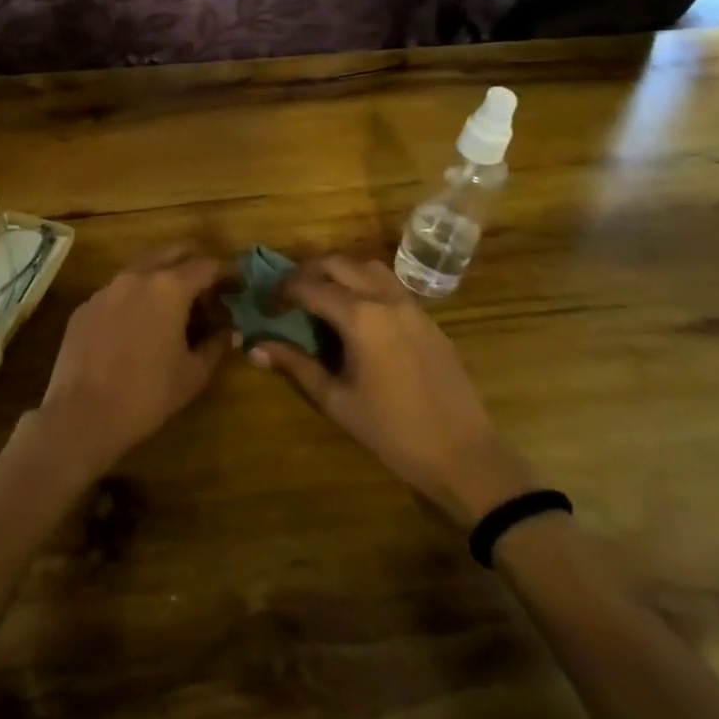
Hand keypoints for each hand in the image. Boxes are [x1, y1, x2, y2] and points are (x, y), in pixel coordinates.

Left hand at [33, 246, 226, 476]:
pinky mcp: (85, 306)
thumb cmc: (147, 395)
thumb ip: (216, 345)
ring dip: (164, 277)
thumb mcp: (193, 374)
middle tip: (209, 287)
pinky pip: (118, 291)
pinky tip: (139, 326)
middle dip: (195, 263)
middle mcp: (136, 277)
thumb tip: (230, 332)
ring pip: (142, 268)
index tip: (238, 285)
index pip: (206, 265)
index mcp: (168, 288)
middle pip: (173, 252)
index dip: (227, 272)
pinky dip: (136, 298)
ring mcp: (106, 289)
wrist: (81, 415)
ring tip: (176, 306)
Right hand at [247, 255, 534, 526]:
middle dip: (306, 273)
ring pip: (367, 266)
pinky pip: (389, 284)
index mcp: (360, 317)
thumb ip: (296, 365)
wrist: (464, 454)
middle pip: (337, 264)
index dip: (281, 292)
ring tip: (321, 296)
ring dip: (338, 272)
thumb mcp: (336, 400)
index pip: (308, 287)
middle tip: (288, 295)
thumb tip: (254, 347)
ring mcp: (411, 305)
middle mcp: (385, 299)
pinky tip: (356, 314)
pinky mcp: (427, 318)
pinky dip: (364, 284)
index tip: (265, 307)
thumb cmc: (392, 432)